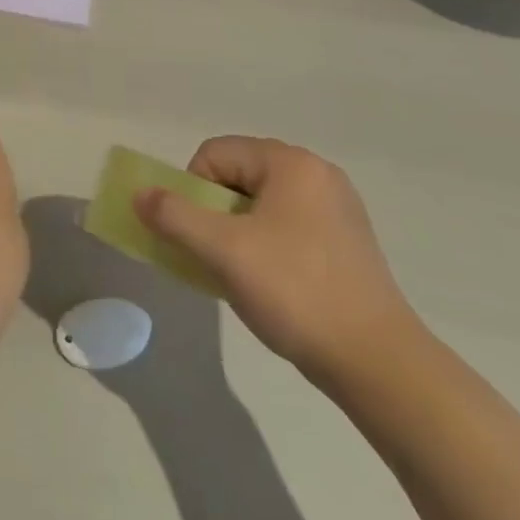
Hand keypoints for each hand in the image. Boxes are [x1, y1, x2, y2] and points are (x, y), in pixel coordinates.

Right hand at [134, 136, 424, 387]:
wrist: (379, 364)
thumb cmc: (295, 292)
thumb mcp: (222, 250)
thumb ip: (173, 216)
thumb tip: (139, 195)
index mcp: (291, 163)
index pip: (215, 154)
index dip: (193, 190)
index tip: (201, 235)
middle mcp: (317, 174)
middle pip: (238, 175)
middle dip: (215, 212)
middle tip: (217, 254)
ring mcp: (338, 208)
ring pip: (261, 203)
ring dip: (237, 231)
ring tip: (243, 273)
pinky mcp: (348, 242)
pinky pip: (287, 225)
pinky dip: (266, 245)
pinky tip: (273, 284)